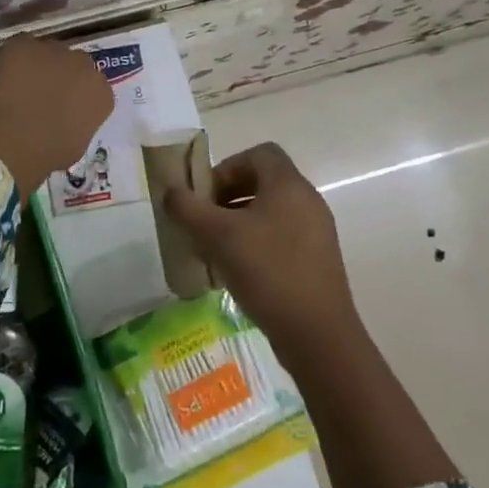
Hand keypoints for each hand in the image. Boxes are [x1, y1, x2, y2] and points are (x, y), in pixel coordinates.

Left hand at [0, 36, 113, 194]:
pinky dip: (15, 59)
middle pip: (74, 64)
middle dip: (61, 75)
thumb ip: (80, 123)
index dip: (76, 96)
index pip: (93, 88)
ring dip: (39, 65)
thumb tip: (67, 118)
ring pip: (48, 52)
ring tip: (20, 85)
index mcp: (100, 92)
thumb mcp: (77, 145)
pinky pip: (21, 47)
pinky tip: (5, 77)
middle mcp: (83, 64)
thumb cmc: (47, 153)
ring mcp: (53, 50)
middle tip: (42, 94)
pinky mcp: (23, 44)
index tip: (63, 108)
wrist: (11, 142)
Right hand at [162, 142, 358, 357]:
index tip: (207, 195)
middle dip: (229, 195)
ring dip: (240, 222)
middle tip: (205, 221)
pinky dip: (257, 243)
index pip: (259, 153)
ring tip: (216, 249)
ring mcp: (316, 232)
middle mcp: (307, 201)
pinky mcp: (317, 260)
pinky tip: (238, 272)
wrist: (318, 334)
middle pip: (264, 182)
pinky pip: (282, 237)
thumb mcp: (217, 236)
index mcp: (288, 185)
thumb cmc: (267, 271)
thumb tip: (170, 192)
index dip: (228, 166)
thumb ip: (188, 208)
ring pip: (271, 212)